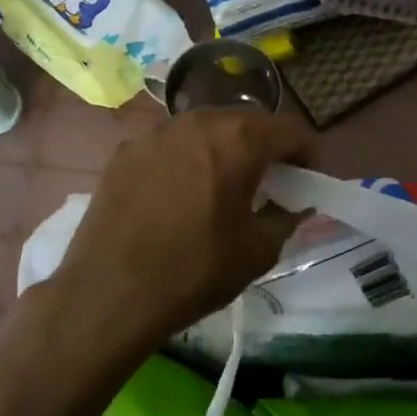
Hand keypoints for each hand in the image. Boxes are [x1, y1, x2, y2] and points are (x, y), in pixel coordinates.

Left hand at [48, 108, 311, 357]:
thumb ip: (286, 217)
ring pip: (205, 129)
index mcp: (239, 139)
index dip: (307, 153)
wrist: (109, 294)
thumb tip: (295, 204)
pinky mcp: (125, 151)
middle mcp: (198, 121)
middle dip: (265, 147)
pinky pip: (169, 145)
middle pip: (246, 121)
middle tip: (268, 182)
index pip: (290, 129)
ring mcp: (156, 132)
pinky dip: (185, 159)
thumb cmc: (195, 271)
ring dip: (223, 149)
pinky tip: (177, 195)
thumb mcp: (258, 251)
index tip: (308, 180)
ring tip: (221, 185)